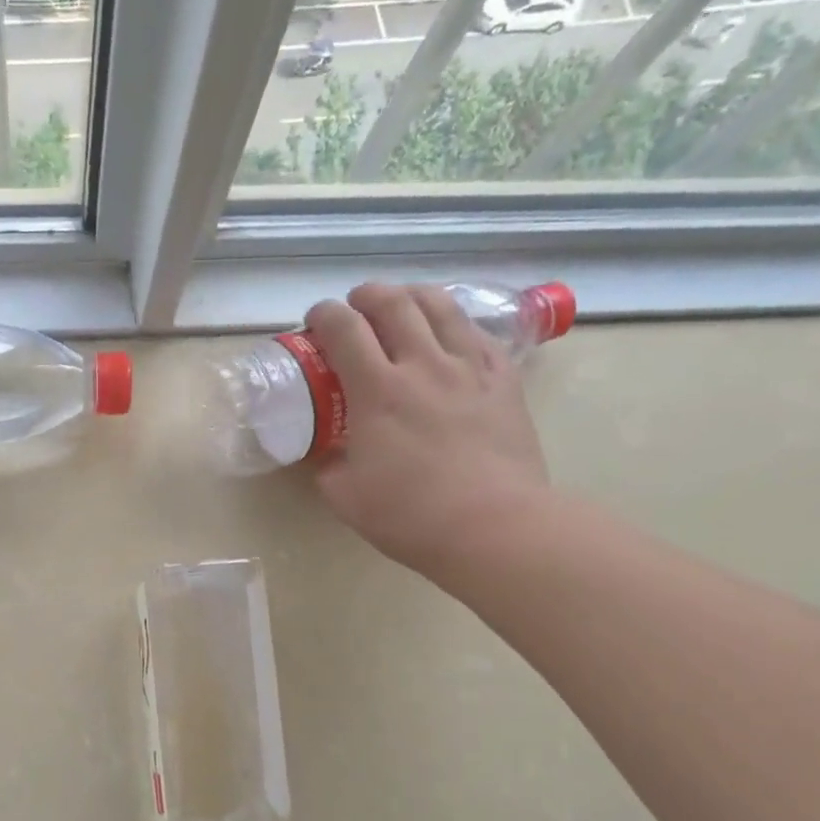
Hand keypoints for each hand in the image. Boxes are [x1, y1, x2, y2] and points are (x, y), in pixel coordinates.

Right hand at [305, 283, 550, 588]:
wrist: (494, 525)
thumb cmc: (411, 515)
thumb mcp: (346, 498)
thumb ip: (328, 469)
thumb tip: (325, 456)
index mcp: (377, 391)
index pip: (344, 329)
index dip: (324, 314)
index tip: (315, 320)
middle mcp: (422, 364)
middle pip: (393, 303)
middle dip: (367, 295)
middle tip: (356, 306)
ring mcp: (468, 367)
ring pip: (440, 306)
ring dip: (412, 296)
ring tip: (402, 304)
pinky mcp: (503, 379)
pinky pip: (476, 332)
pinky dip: (453, 323)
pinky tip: (448, 335)